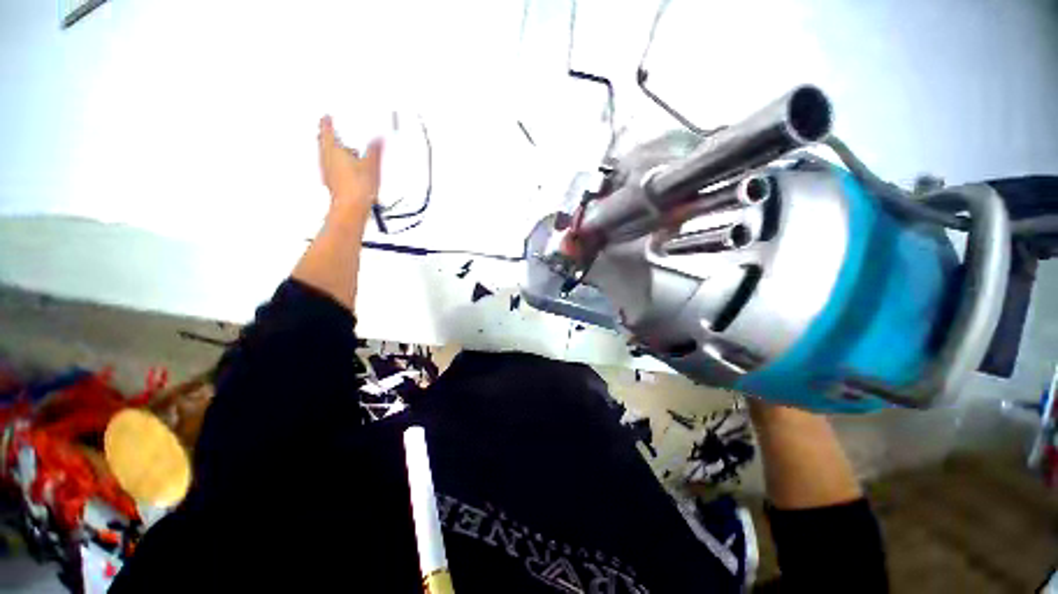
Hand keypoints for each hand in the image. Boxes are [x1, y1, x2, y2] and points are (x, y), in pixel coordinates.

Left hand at [317, 115, 383, 227]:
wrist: (351, 209)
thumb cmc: (356, 188)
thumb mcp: (372, 165)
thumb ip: (375, 150)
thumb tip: (378, 139)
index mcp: (332, 149)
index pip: (326, 129)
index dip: (328, 121)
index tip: (327, 116)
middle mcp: (325, 158)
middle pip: (324, 142)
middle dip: (330, 137)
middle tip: (334, 132)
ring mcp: (327, 171)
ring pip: (328, 155)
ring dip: (337, 152)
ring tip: (348, 153)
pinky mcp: (331, 182)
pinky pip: (333, 168)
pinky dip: (340, 165)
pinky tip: (350, 171)